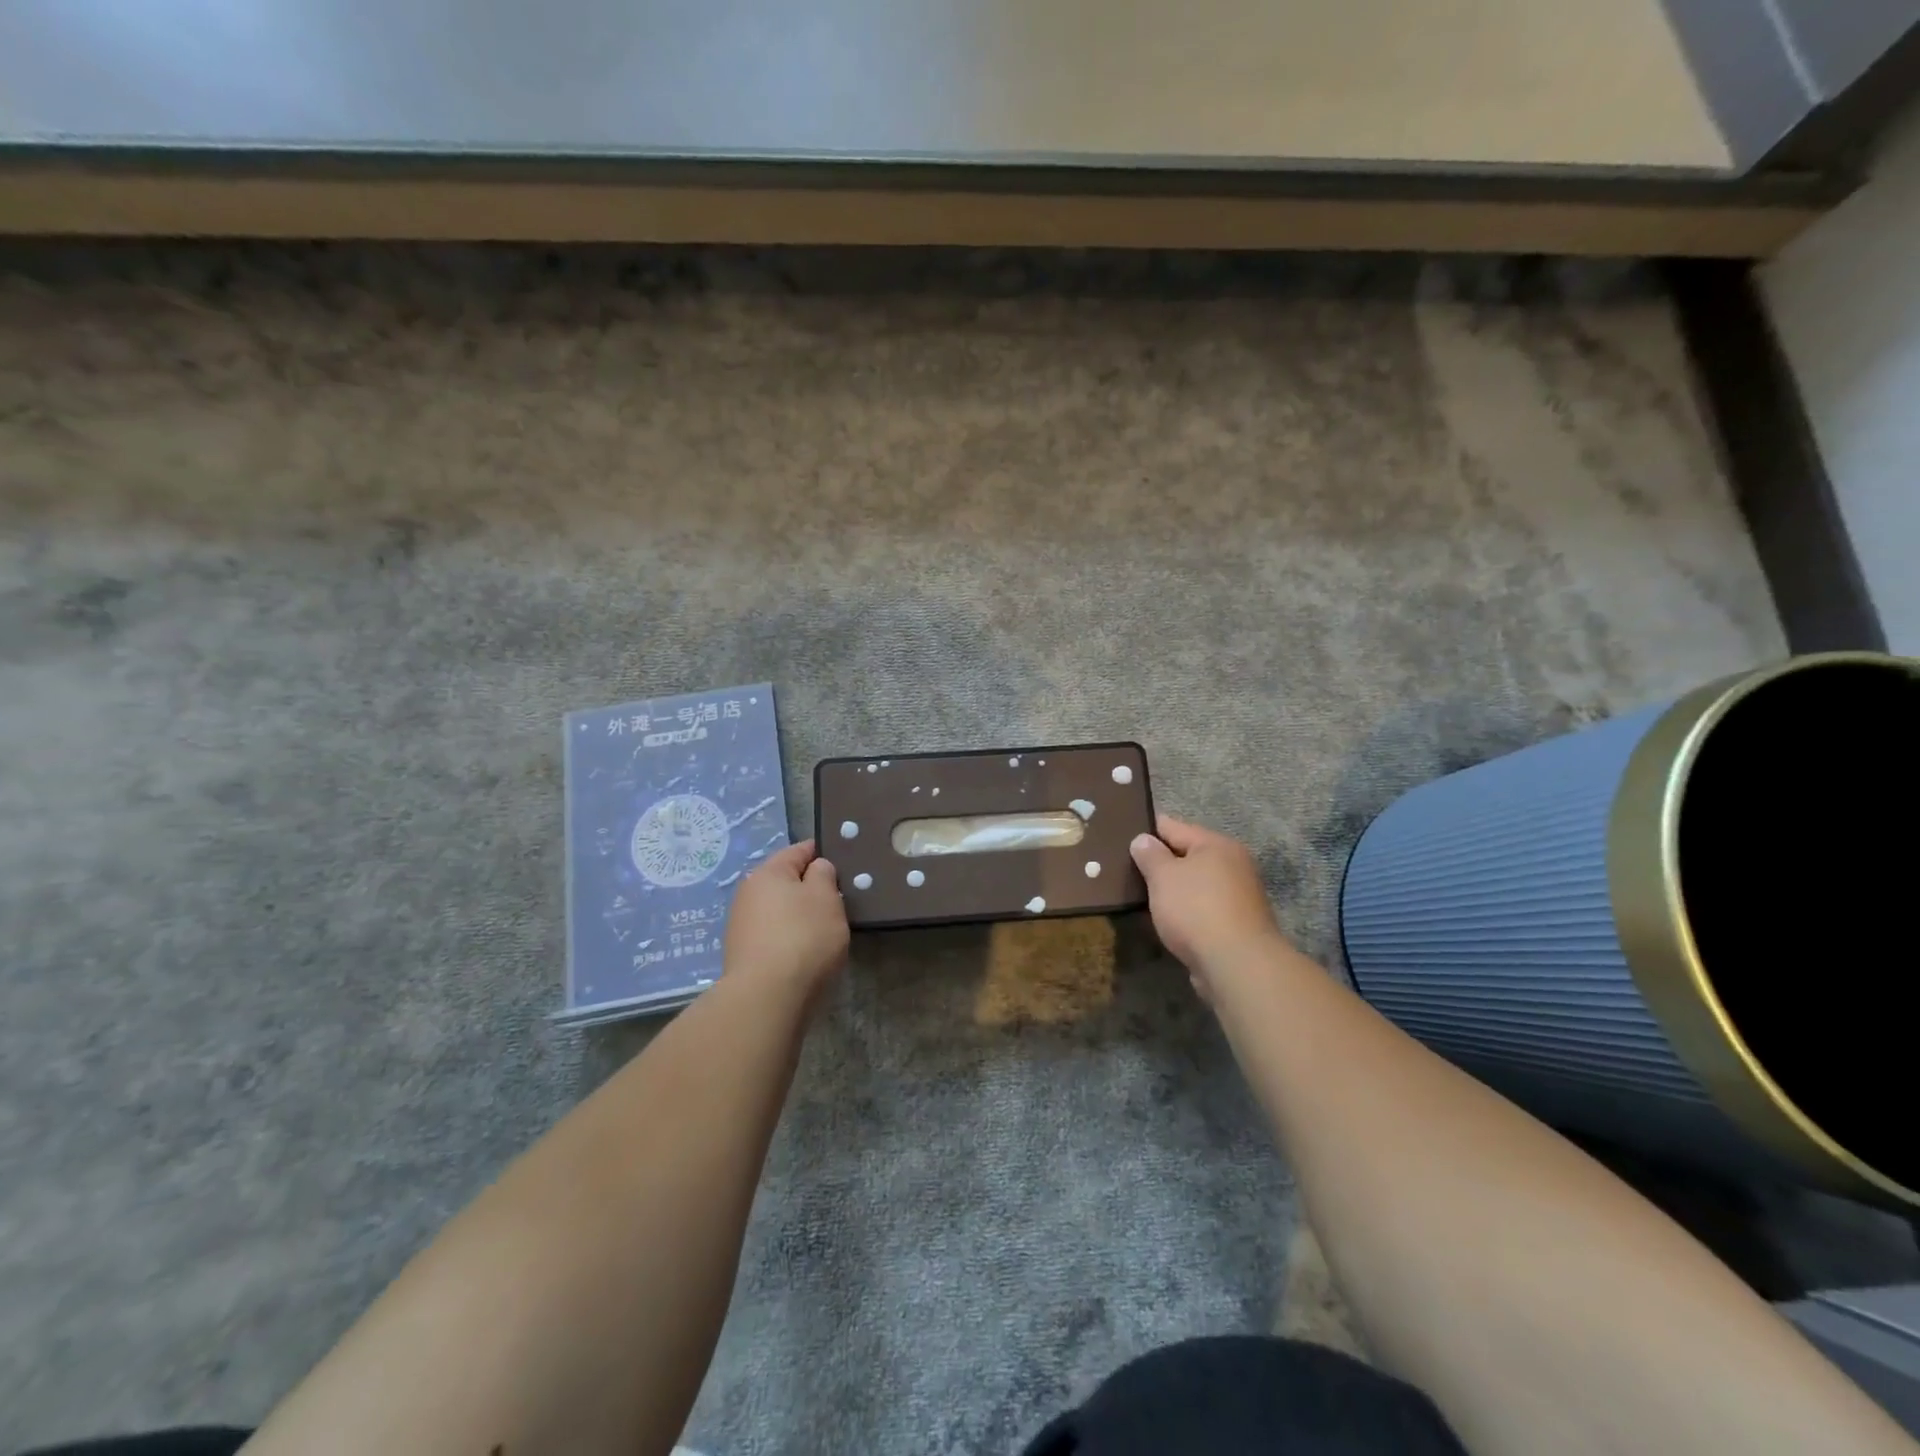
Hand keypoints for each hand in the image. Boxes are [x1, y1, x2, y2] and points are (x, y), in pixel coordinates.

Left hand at [723, 840, 849, 1004]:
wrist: (766, 998)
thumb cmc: (803, 938)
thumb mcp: (826, 897)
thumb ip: (824, 874)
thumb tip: (815, 869)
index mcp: (768, 872)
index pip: (800, 850)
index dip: (824, 853)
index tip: (845, 865)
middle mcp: (748, 893)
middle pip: (786, 881)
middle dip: (810, 889)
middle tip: (838, 903)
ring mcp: (741, 926)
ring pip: (779, 910)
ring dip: (799, 916)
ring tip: (824, 932)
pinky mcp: (742, 955)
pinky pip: (773, 935)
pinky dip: (789, 939)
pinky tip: (804, 954)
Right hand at [1130, 814, 1288, 999]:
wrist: (1237, 965)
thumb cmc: (1196, 909)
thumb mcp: (1163, 876)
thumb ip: (1150, 855)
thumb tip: (1143, 839)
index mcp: (1217, 844)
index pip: (1173, 826)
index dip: (1147, 830)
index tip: (1122, 836)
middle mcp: (1233, 864)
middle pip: (1188, 856)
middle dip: (1161, 863)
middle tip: (1127, 870)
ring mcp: (1239, 896)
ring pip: (1195, 885)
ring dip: (1173, 890)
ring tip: (1141, 897)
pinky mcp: (1238, 925)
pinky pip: (1203, 909)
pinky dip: (1185, 912)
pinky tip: (1166, 921)